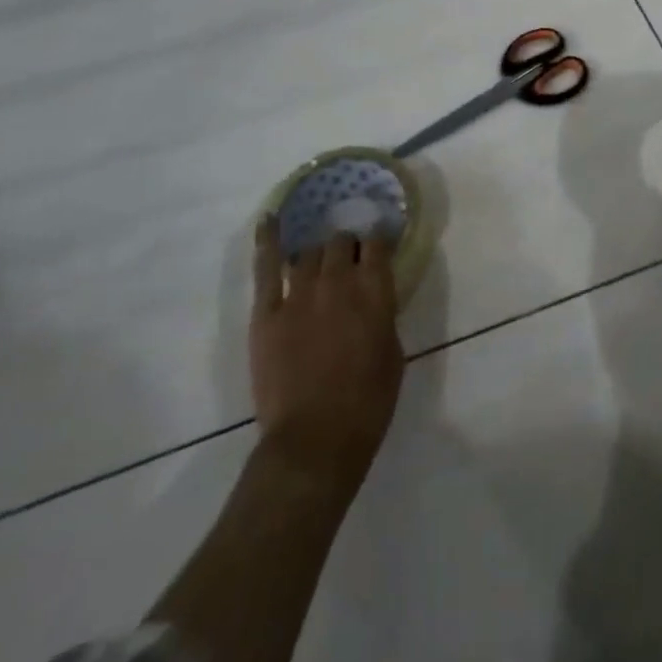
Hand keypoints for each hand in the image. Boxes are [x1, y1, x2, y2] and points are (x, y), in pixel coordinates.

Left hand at [250, 218, 405, 487]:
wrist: (314, 442)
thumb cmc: (368, 405)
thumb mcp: (394, 355)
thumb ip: (384, 316)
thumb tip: (374, 299)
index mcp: (375, 291)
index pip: (377, 244)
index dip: (378, 240)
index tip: (379, 243)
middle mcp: (338, 281)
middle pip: (341, 242)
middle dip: (347, 246)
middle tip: (347, 260)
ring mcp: (299, 294)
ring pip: (309, 251)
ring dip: (318, 252)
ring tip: (319, 257)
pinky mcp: (267, 312)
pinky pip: (267, 266)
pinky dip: (268, 240)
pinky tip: (270, 219)